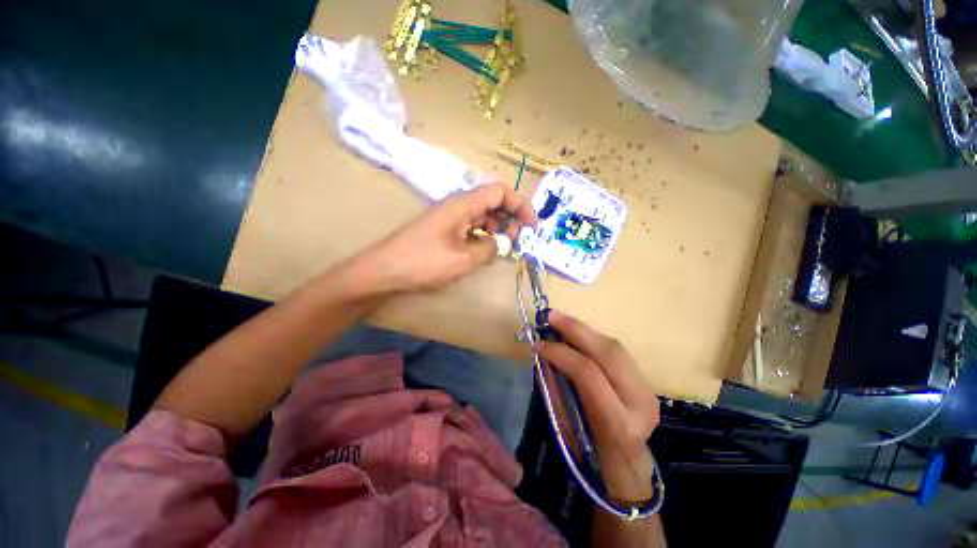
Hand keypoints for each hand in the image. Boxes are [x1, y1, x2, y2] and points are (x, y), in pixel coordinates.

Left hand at [357, 183, 536, 292]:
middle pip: (492, 202)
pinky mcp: (444, 231)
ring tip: (501, 250)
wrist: (384, 271)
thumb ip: (489, 248)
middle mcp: (458, 206)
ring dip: (497, 230)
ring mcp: (450, 218)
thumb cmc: (423, 262)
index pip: (500, 191)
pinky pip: (471, 228)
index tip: (532, 225)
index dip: (520, 204)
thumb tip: (504, 243)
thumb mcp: (463, 259)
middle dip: (509, 219)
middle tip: (515, 242)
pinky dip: (482, 237)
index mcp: (463, 204)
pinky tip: (484, 252)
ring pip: (482, 216)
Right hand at [536, 310, 658, 498]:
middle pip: (608, 353)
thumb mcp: (567, 426)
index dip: (561, 353)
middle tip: (552, 316)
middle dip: (576, 329)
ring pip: (615, 347)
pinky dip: (593, 340)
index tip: (539, 343)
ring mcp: (647, 390)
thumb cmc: (589, 454)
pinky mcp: (645, 381)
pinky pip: (617, 352)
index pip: (588, 373)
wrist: (626, 466)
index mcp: (618, 422)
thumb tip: (546, 354)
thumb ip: (557, 387)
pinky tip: (578, 334)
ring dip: (585, 331)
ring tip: (561, 321)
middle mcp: (639, 403)